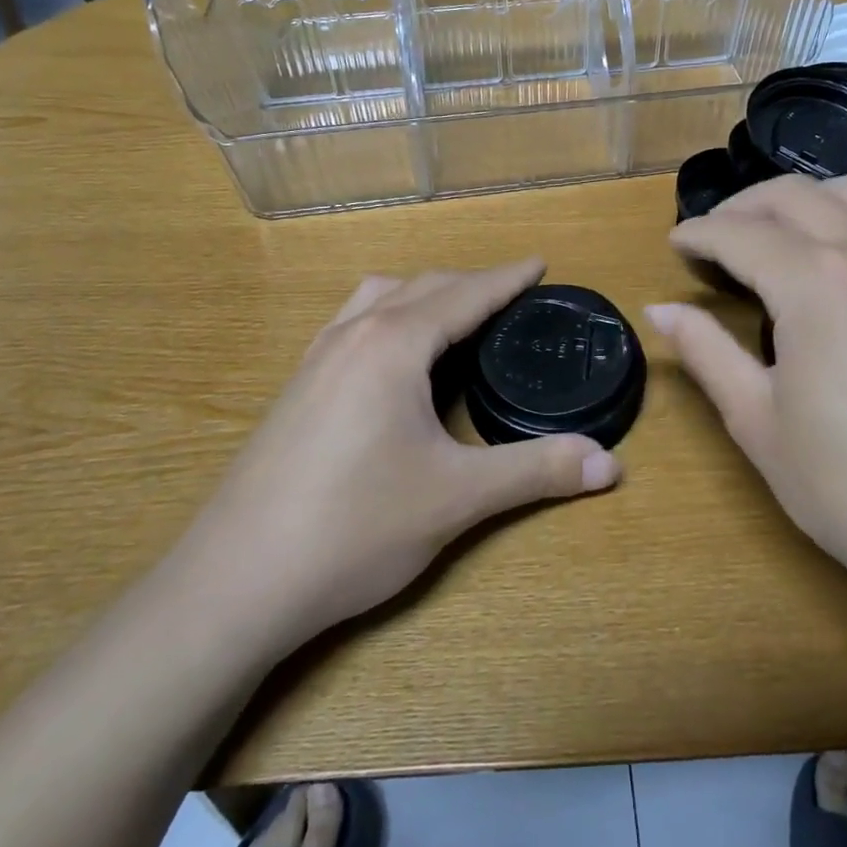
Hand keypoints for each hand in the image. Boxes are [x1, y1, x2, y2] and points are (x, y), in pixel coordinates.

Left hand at [181, 259, 621, 644]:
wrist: (234, 583)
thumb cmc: (354, 528)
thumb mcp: (458, 497)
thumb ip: (537, 472)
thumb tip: (611, 465)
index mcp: (394, 344)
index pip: (465, 294)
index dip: (507, 278)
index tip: (539, 264)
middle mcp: (352, 335)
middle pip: (422, 286)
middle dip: (471, 283)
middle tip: (512, 296)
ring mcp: (315, 359)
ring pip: (378, 298)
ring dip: (423, 294)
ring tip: (456, 316)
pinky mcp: (296, 389)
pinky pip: (352, 324)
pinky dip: (388, 317)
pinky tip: (394, 360)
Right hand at [647, 175, 846, 602]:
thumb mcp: (756, 420)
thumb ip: (706, 352)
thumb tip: (659, 310)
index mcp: (812, 284)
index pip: (739, 234)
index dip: (698, 234)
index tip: (675, 244)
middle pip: (791, 196)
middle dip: (741, 207)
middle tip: (712, 238)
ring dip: (802, 200)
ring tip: (775, 233)